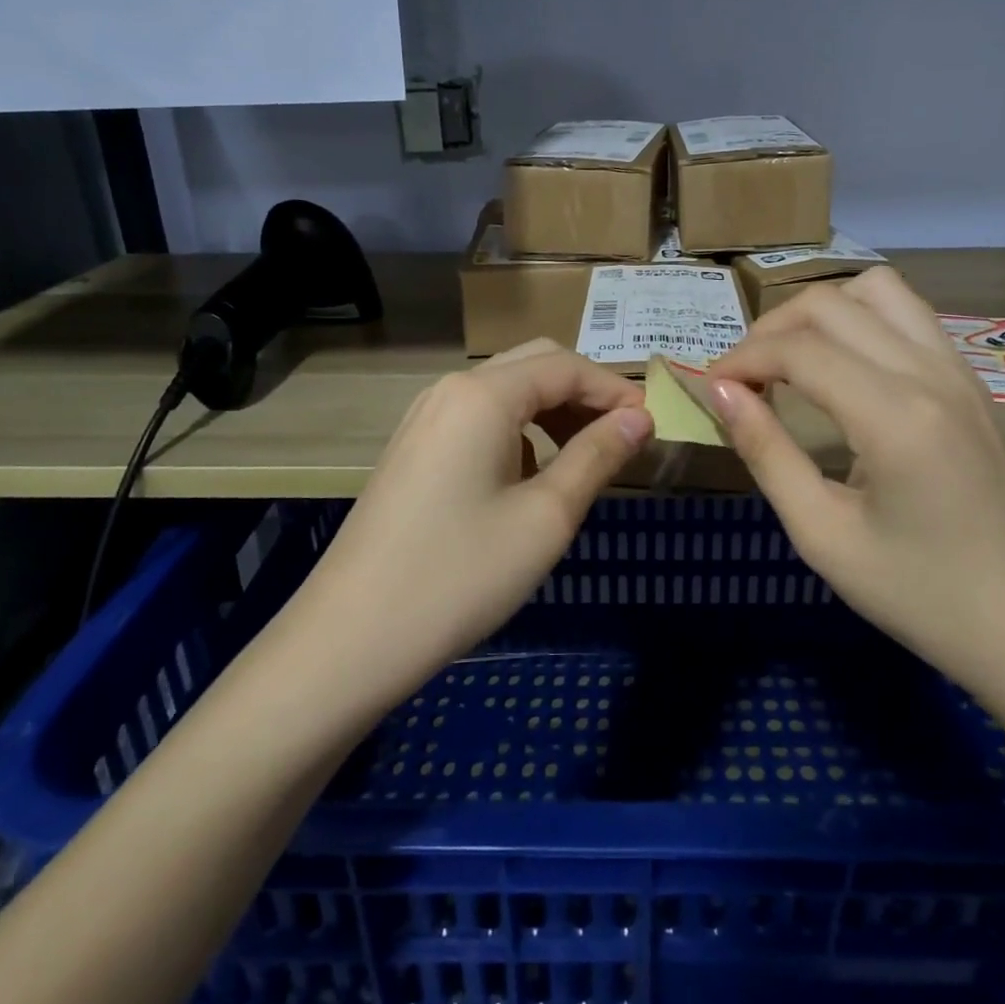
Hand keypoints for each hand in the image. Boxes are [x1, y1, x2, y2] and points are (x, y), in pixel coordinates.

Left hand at [289, 340, 652, 702]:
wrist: (352, 637)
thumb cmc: (461, 574)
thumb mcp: (546, 517)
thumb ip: (597, 456)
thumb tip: (640, 416)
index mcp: (482, 395)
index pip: (565, 366)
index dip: (614, 389)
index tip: (652, 424)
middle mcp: (450, 390)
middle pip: (533, 366)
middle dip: (583, 393)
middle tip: (621, 437)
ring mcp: (424, 418)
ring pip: (504, 392)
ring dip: (551, 412)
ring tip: (584, 458)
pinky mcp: (413, 449)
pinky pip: (477, 419)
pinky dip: (517, 432)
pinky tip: (529, 477)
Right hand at [705, 268, 1004, 699]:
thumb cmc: (919, 596)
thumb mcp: (822, 535)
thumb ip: (766, 453)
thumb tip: (719, 391)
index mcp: (895, 416)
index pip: (799, 350)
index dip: (742, 359)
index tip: (709, 389)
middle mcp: (930, 374)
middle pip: (831, 303)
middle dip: (771, 329)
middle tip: (742, 379)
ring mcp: (958, 371)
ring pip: (877, 290)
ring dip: (820, 312)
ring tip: (790, 360)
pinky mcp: (970, 382)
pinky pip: (908, 315)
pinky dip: (860, 320)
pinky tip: (841, 368)